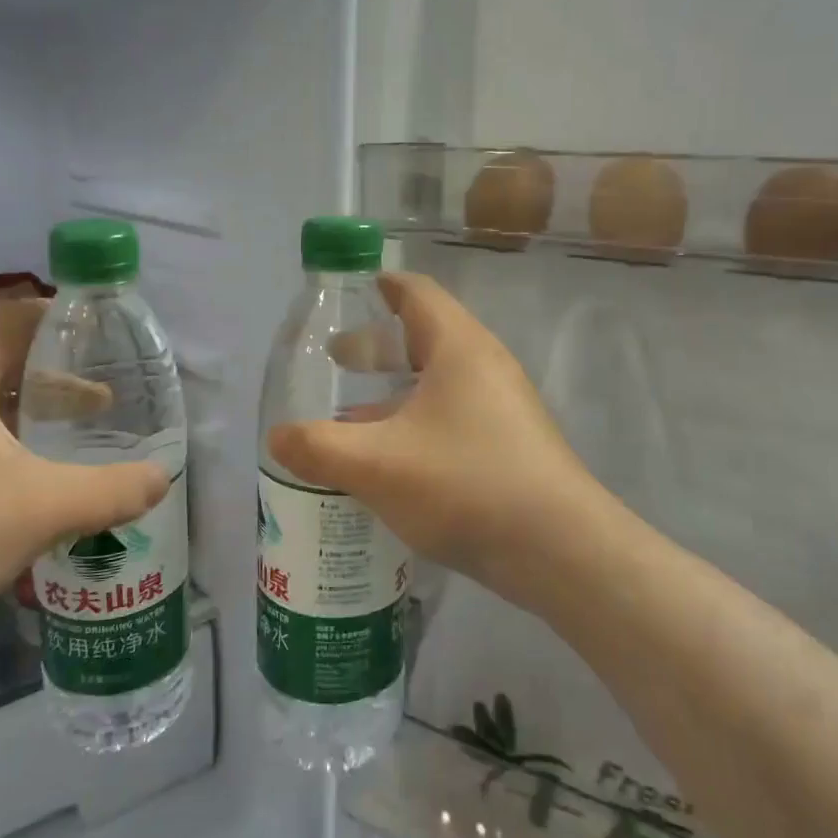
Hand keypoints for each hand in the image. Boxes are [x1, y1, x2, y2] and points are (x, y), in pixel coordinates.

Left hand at [0, 299, 167, 648]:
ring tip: (76, 428)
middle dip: (55, 369)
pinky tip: (28, 476)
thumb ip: (113, 490)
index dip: (57, 316)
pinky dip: (5, 436)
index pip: (9, 317)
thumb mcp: (44, 509)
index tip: (102, 334)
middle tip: (103, 387)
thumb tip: (163, 478)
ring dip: (31, 406)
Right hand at [265, 272, 603, 610]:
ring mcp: (504, 407)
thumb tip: (277, 437)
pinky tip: (390, 463)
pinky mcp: (511, 446)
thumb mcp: (376, 465)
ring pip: (438, 384)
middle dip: (378, 346)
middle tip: (335, 360)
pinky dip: (416, 425)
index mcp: (458, 347)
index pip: (416, 292)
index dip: (380, 286)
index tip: (348, 292)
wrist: (560, 551)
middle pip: (425, 337)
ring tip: (351, 418)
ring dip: (394, 393)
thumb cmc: (464, 484)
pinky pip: (453, 419)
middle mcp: (485, 366)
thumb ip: (318, 447)